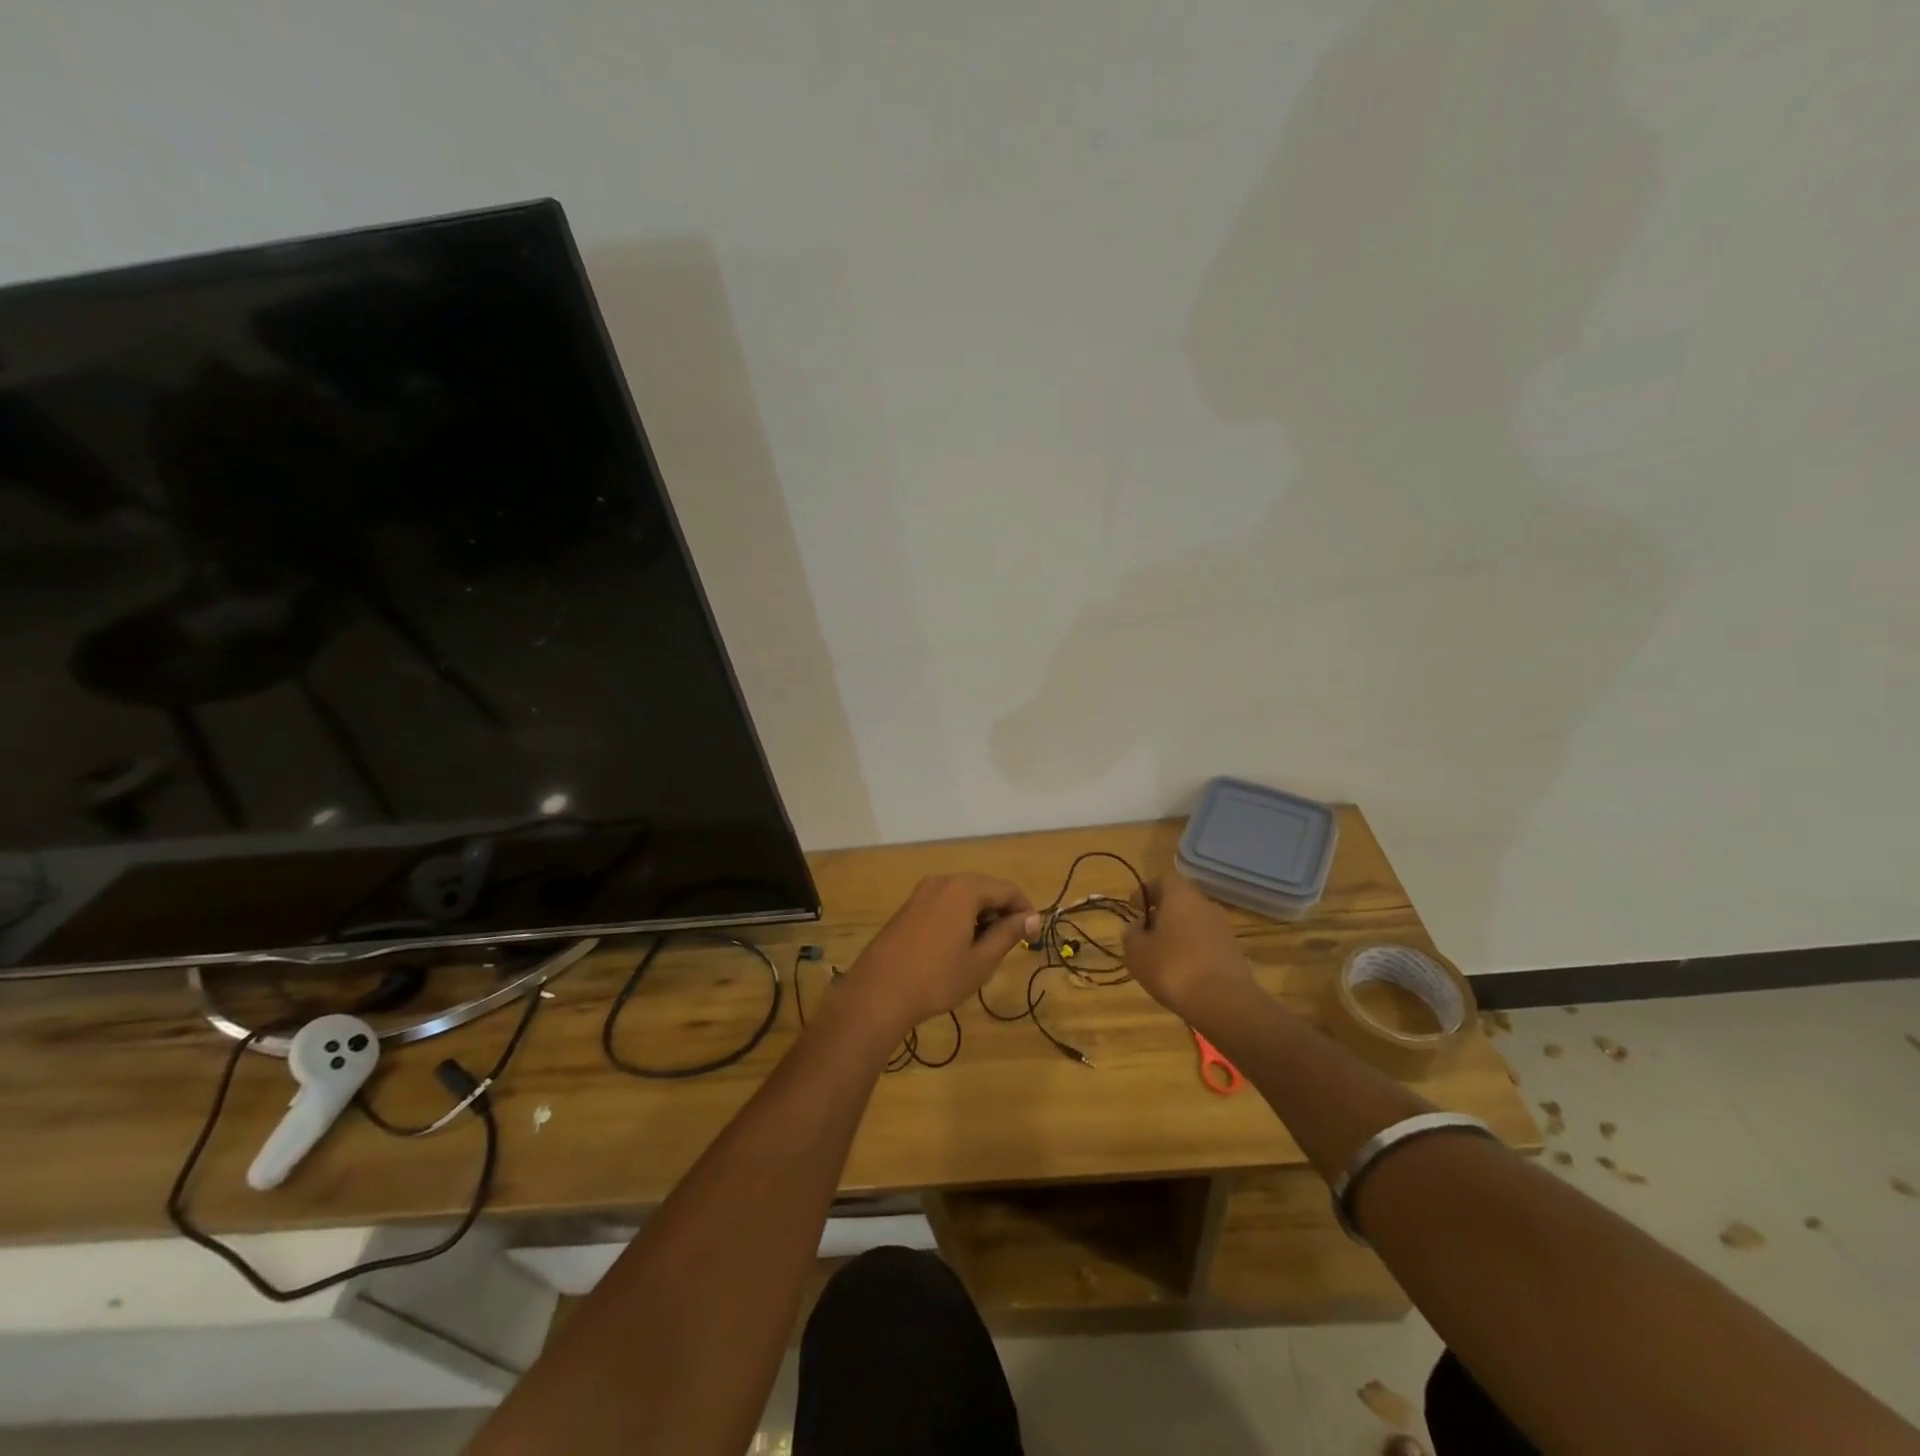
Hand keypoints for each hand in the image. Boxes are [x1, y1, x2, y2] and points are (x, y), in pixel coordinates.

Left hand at [843, 875, 1040, 1041]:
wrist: (878, 992)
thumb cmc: (937, 978)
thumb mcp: (981, 960)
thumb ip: (1008, 934)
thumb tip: (1032, 917)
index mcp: (964, 889)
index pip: (1007, 890)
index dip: (1025, 910)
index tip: (1033, 935)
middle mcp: (943, 881)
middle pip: (984, 889)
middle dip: (1002, 912)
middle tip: (1012, 944)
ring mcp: (921, 893)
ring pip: (963, 896)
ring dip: (980, 916)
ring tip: (986, 948)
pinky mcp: (908, 907)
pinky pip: (944, 903)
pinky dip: (959, 917)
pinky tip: (958, 946)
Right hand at [1123, 872, 1256, 1020]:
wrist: (1225, 1003)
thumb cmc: (1173, 968)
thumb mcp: (1137, 952)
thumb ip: (1132, 934)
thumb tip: (1138, 926)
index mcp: (1180, 896)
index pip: (1163, 880)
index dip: (1146, 891)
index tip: (1133, 907)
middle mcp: (1205, 905)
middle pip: (1180, 901)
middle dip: (1161, 913)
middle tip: (1145, 933)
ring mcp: (1223, 929)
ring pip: (1194, 922)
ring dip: (1177, 933)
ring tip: (1161, 956)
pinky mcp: (1234, 952)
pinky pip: (1206, 942)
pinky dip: (1192, 950)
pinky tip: (1182, 972)